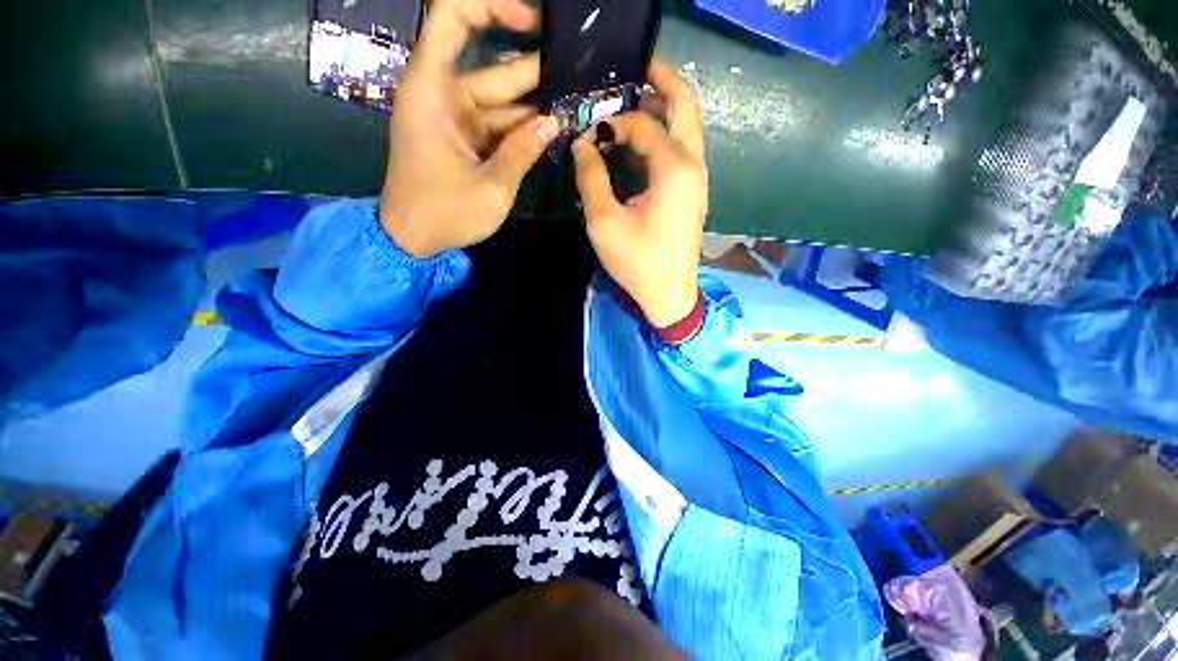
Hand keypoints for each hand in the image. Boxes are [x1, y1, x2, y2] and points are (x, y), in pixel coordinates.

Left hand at [380, 0, 559, 258]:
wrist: (412, 239)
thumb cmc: (443, 213)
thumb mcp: (491, 186)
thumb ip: (523, 151)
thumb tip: (554, 122)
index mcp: (432, 90)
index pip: (453, 17)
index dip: (492, 6)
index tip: (535, 22)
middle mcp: (442, 94)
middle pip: (492, 68)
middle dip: (536, 73)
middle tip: (578, 78)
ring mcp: (455, 117)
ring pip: (501, 100)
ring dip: (536, 105)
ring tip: (575, 105)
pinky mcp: (464, 138)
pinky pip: (498, 124)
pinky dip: (523, 128)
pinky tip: (553, 129)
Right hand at [572, 59, 707, 327]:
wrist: (668, 295)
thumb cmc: (637, 262)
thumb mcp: (605, 221)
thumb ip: (591, 178)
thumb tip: (582, 144)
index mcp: (675, 169)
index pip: (644, 124)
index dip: (614, 123)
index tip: (589, 135)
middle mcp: (694, 166)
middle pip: (685, 105)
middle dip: (660, 82)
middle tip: (633, 74)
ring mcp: (698, 180)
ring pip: (687, 127)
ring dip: (663, 109)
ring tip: (633, 104)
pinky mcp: (693, 194)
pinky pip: (683, 150)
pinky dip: (665, 135)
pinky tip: (643, 143)